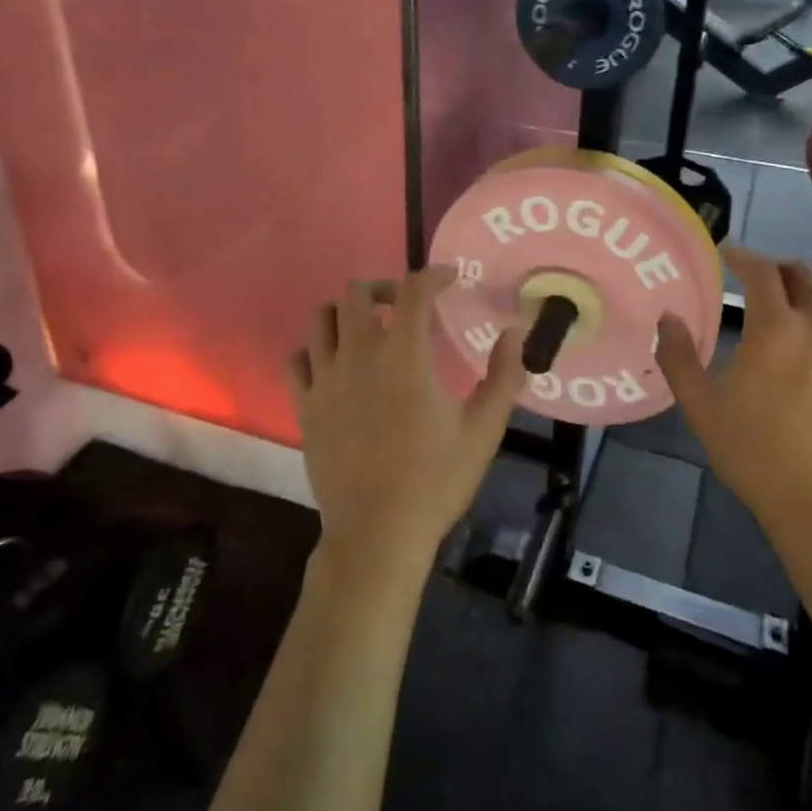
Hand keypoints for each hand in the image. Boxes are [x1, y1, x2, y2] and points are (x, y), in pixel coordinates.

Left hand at [286, 268, 524, 574]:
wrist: (378, 534)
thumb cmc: (435, 480)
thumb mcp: (484, 430)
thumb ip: (503, 376)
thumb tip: (514, 333)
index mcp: (403, 356)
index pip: (413, 291)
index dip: (433, 276)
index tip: (450, 279)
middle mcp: (358, 355)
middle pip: (357, 293)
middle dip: (386, 288)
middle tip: (406, 306)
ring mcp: (325, 380)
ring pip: (321, 318)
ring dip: (346, 312)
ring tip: (368, 328)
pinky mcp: (305, 406)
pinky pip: (297, 358)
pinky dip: (314, 349)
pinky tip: (334, 363)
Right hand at [655, 247, 811, 532]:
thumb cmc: (754, 452)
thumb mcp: (700, 406)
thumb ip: (678, 356)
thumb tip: (668, 317)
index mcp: (775, 328)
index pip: (761, 271)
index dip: (742, 256)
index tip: (727, 254)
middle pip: (802, 274)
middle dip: (775, 269)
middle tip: (755, 280)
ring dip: (811, 288)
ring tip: (793, 302)